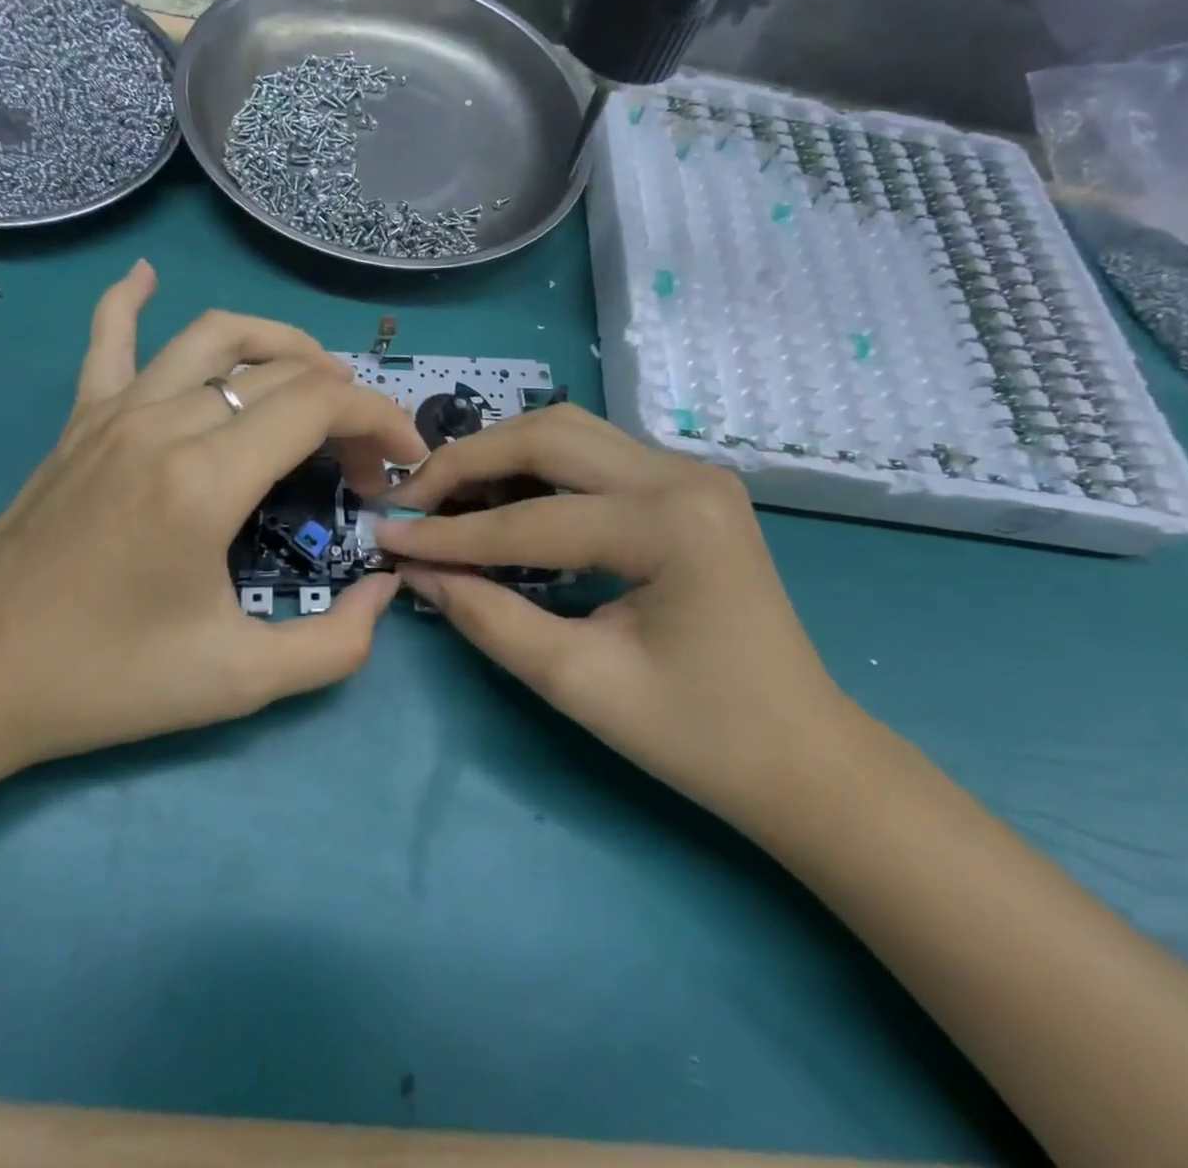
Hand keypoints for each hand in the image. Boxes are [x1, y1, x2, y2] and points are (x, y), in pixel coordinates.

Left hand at [0, 261, 426, 766]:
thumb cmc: (108, 679)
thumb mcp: (240, 682)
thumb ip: (334, 643)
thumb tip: (384, 590)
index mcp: (205, 480)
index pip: (318, 406)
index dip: (379, 419)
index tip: (403, 460)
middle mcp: (164, 424)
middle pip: (281, 373)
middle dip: (344, 405)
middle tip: (362, 462)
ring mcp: (115, 412)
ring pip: (213, 337)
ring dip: (279, 345)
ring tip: (313, 377)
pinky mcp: (79, 420)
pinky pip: (108, 338)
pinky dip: (131, 299)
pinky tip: (146, 276)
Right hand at [375, 405, 848, 822]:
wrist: (803, 756)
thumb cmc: (699, 735)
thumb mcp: (579, 683)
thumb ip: (488, 618)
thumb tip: (414, 570)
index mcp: (671, 525)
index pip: (532, 519)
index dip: (448, 534)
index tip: (384, 537)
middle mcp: (683, 476)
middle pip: (548, 436)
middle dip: (467, 463)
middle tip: (410, 500)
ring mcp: (690, 474)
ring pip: (568, 432)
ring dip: (499, 455)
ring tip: (445, 495)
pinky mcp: (685, 488)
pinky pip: (591, 455)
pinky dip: (534, 468)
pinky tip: (499, 496)